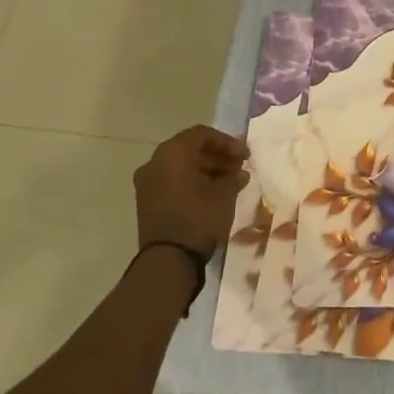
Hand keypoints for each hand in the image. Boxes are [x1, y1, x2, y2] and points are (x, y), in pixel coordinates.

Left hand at [133, 126, 249, 256]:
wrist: (169, 259)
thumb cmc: (199, 217)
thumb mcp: (225, 194)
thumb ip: (233, 177)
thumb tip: (238, 173)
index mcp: (172, 154)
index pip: (202, 134)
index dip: (227, 142)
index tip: (245, 156)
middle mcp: (154, 163)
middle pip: (189, 149)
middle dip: (217, 156)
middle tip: (239, 167)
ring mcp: (147, 184)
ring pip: (180, 167)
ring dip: (206, 170)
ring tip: (230, 182)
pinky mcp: (147, 202)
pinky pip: (173, 182)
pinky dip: (192, 183)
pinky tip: (213, 194)